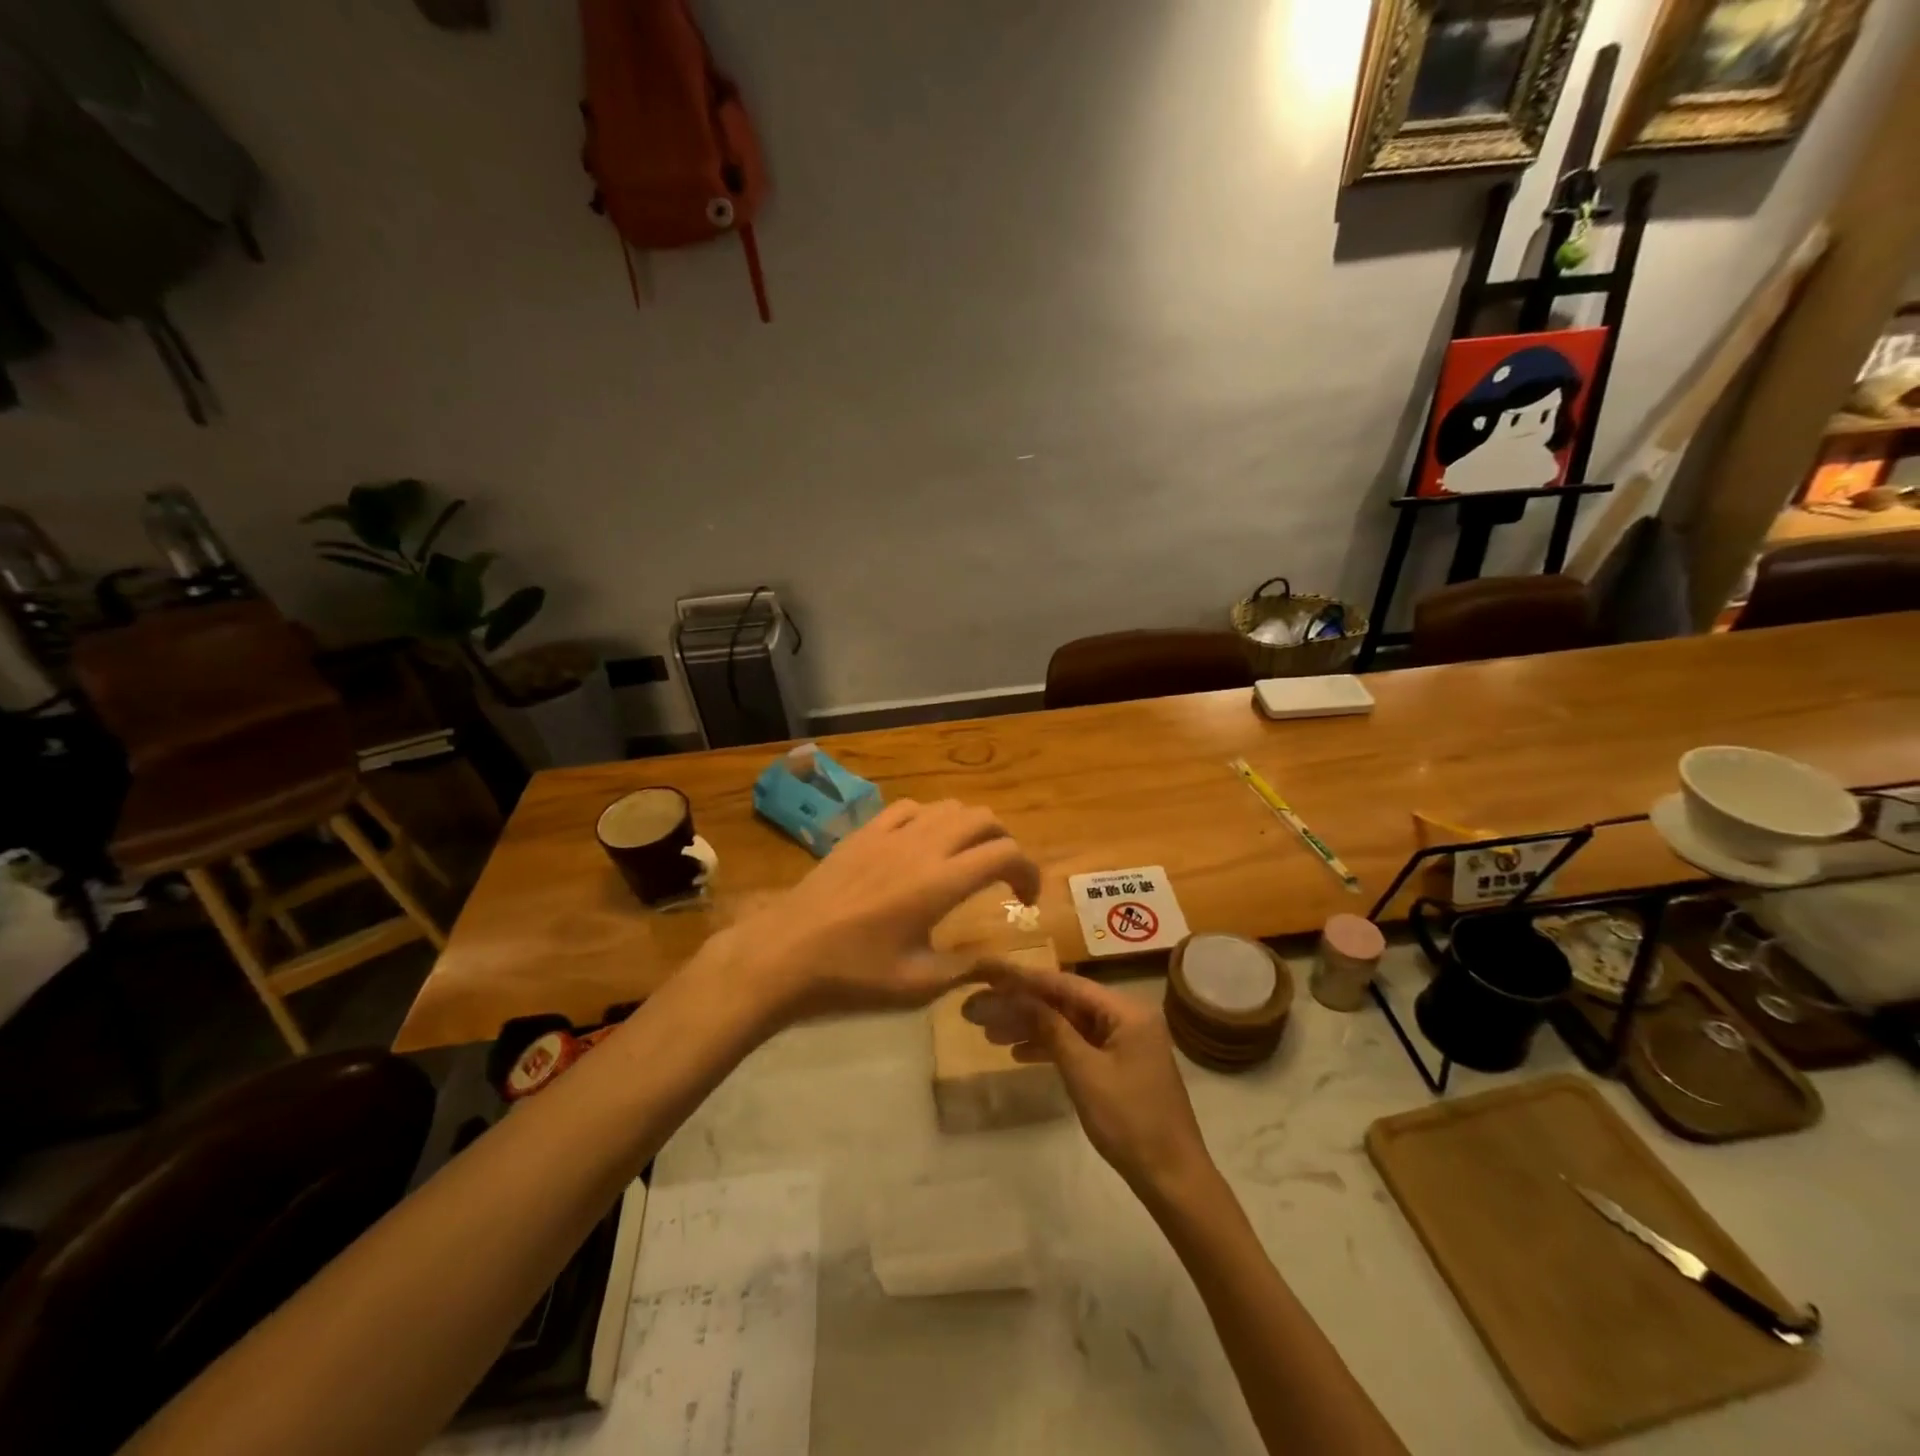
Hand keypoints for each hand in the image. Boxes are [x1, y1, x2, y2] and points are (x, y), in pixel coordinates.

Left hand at [712, 799, 1040, 1024]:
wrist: (785, 955)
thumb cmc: (853, 976)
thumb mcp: (918, 985)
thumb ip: (968, 968)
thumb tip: (1005, 965)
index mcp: (940, 883)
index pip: (1005, 854)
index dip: (1027, 872)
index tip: (1025, 900)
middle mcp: (922, 847)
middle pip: (983, 819)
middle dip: (1004, 843)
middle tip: (1001, 877)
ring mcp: (890, 834)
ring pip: (948, 806)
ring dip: (969, 828)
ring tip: (965, 859)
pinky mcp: (863, 832)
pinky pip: (909, 807)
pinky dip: (930, 819)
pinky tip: (921, 846)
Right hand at [971, 961, 1214, 1199]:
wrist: (1172, 1178)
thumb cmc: (1130, 1121)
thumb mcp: (1084, 1072)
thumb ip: (1051, 1029)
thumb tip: (1019, 997)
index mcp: (1126, 1011)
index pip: (1065, 984)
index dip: (1024, 979)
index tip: (989, 973)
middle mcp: (1126, 1017)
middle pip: (1065, 1002)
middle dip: (1022, 1006)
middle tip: (979, 1010)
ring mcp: (1124, 1042)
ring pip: (1069, 1024)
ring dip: (1032, 1027)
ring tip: (990, 1033)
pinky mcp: (1120, 1065)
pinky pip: (1079, 1044)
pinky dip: (1051, 1047)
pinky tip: (1019, 1053)